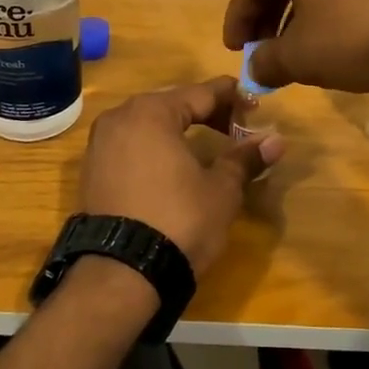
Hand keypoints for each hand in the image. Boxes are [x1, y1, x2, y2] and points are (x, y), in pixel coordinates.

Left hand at [78, 78, 283, 275]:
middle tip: (236, 129)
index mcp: (151, 112)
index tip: (256, 106)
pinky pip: (131, 146)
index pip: (201, 93)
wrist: (121, 275)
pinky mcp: (91, 172)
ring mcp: (100, 144)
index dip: (232, 98)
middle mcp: (120, 117)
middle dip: (206, 113)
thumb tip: (276, 140)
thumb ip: (245, 158)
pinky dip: (155, 149)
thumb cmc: (179, 221)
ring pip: (149, 124)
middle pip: (173, 104)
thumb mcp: (221, 189)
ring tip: (208, 148)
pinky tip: (174, 167)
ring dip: (179, 131)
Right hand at [222, 0, 368, 93]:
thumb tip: (256, 68)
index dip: (238, 20)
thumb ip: (268, 61)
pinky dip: (333, 5)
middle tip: (263, 50)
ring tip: (299, 47)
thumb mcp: (303, 57)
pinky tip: (340, 34)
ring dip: (300, 12)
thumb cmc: (360, 35)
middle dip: (269, 16)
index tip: (235, 51)